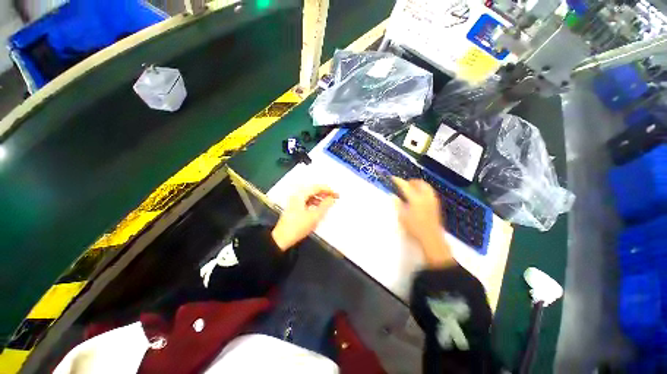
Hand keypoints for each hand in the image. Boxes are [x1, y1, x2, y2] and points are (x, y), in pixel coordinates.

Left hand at [272, 185, 338, 250]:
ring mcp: (294, 202)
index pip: (316, 187)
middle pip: (313, 190)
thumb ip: (325, 206)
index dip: (327, 190)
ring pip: (310, 196)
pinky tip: (319, 208)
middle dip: (324, 193)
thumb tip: (331, 198)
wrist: (282, 239)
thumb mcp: (315, 216)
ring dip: (319, 198)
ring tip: (328, 203)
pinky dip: (314, 203)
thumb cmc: (298, 226)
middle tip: (333, 197)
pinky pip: (307, 201)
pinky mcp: (294, 208)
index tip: (336, 194)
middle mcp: (297, 195)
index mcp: (300, 195)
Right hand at [393, 177, 453, 266]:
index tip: (393, 178)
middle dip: (411, 181)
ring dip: (418, 184)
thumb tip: (393, 196)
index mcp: (415, 198)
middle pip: (419, 183)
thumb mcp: (402, 216)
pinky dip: (423, 189)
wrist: (431, 237)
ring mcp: (432, 200)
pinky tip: (419, 195)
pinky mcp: (435, 204)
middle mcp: (425, 196)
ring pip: (426, 186)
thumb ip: (397, 204)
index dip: (398, 181)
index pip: (406, 186)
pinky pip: (429, 192)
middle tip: (404, 183)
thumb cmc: (414, 227)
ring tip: (411, 188)